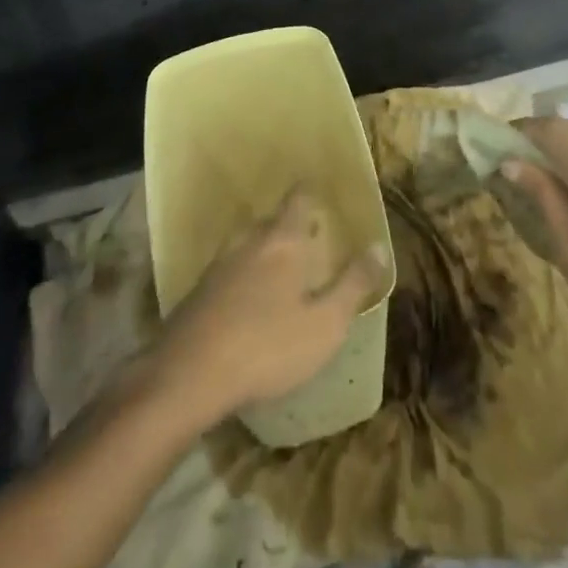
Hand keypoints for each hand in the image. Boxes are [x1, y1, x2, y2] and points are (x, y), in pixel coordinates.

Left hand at [150, 187, 387, 428]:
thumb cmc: (268, 346)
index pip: (299, 199)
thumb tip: (379, 246)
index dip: (310, 193)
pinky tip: (246, 301)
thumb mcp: (325, 324)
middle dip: (288, 226)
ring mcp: (219, 264)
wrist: (189, 374)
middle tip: (306, 239)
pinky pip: (228, 270)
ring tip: (278, 270)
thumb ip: (353, 285)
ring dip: (263, 251)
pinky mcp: (198, 290)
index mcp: (283, 241)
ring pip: (247, 244)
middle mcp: (250, 240)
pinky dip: (242, 276)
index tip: (320, 194)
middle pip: (271, 220)